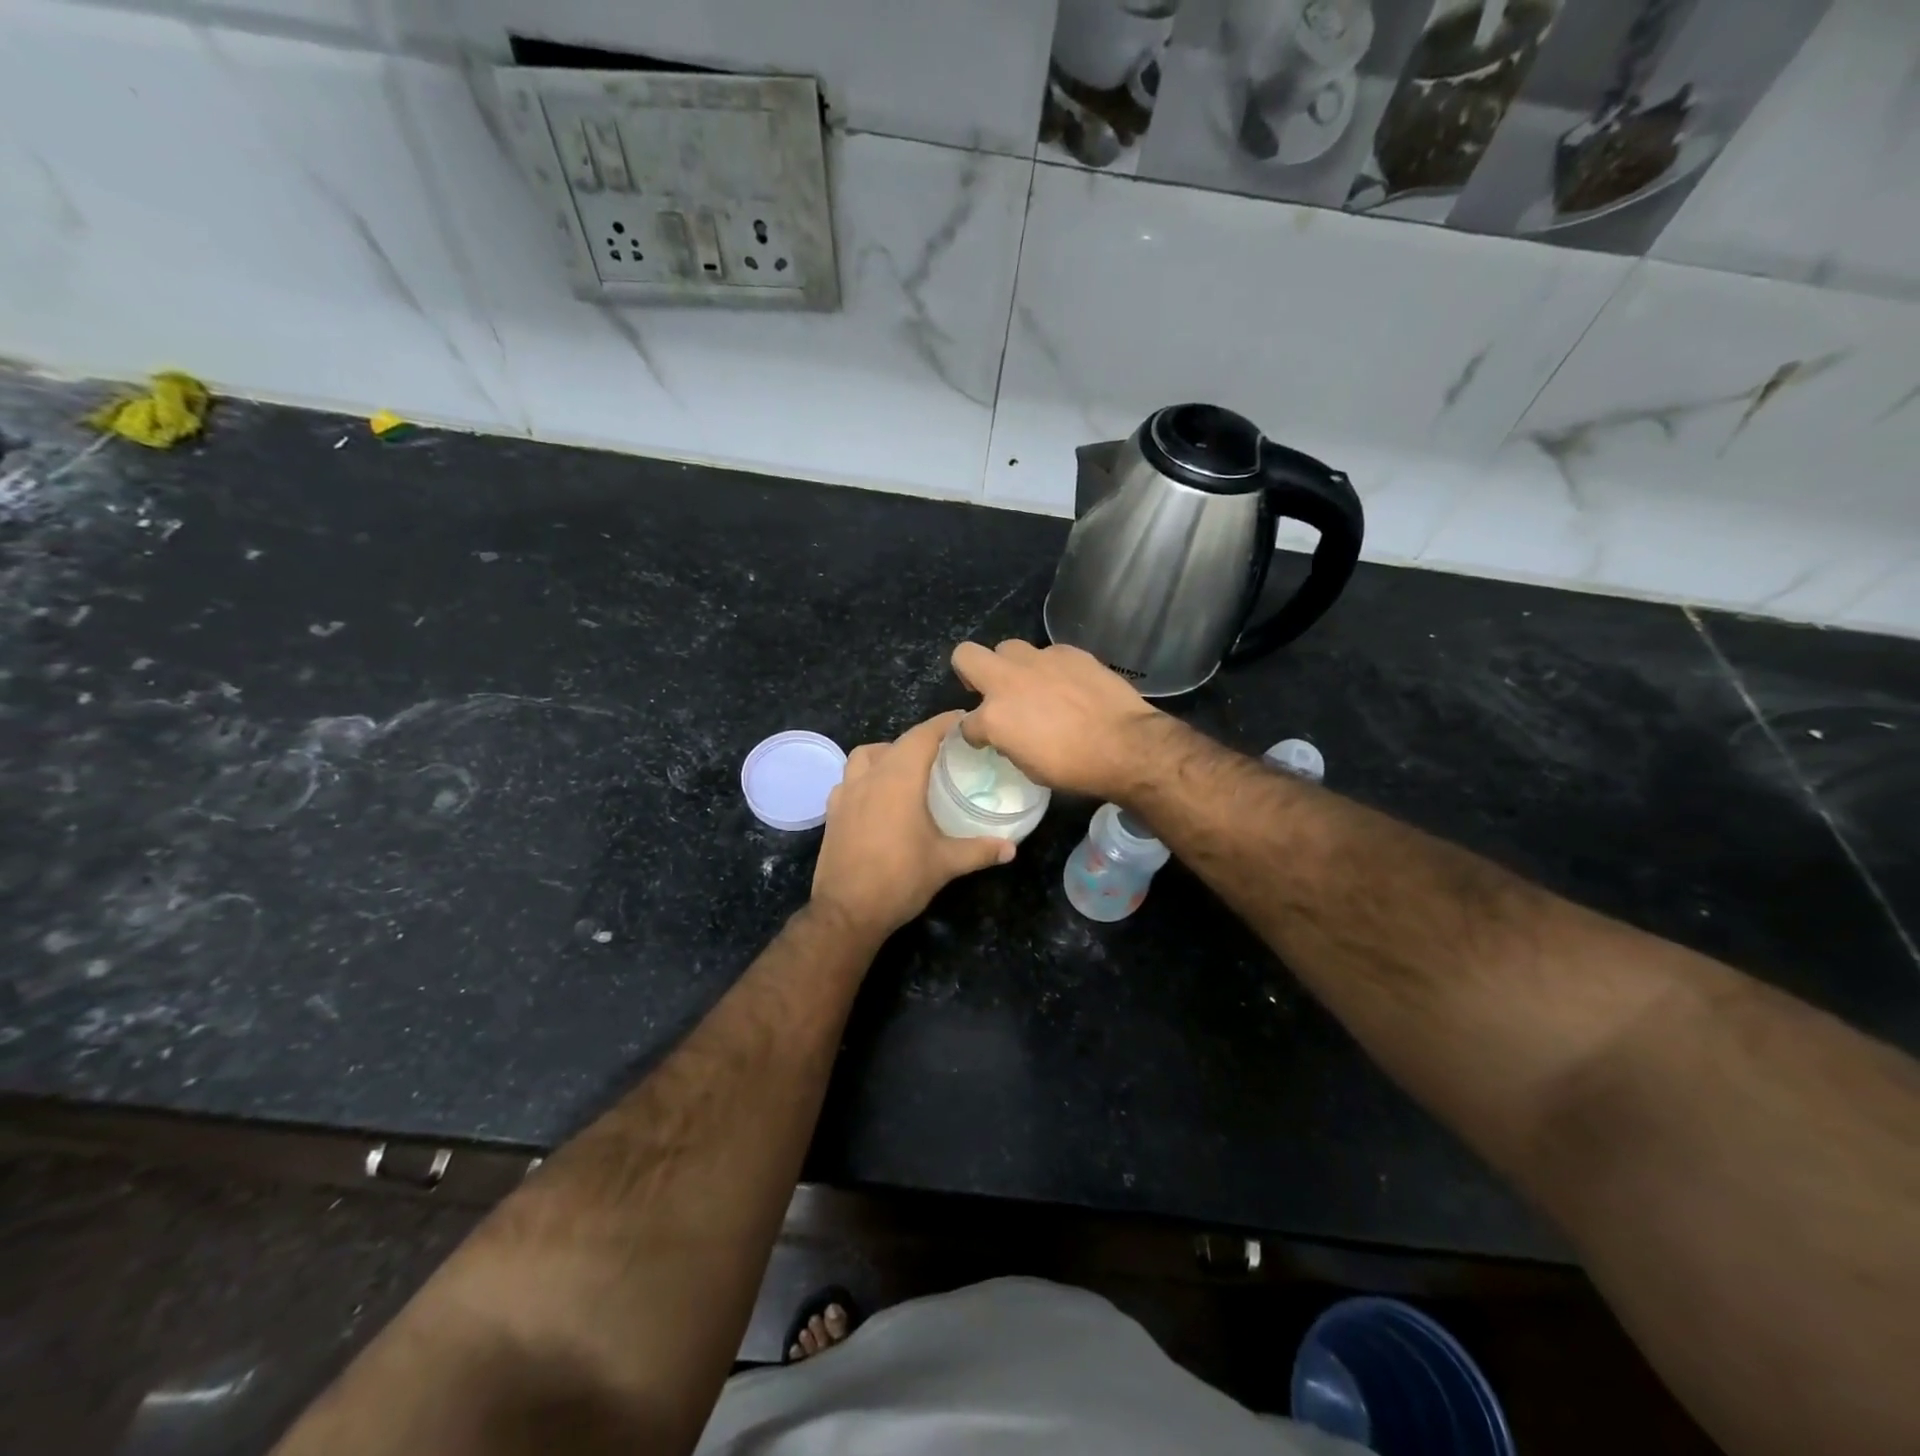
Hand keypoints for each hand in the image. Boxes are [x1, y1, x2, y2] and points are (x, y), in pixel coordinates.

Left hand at [810, 710, 1013, 940]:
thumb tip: (1011, 848)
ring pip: (865, 756)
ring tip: (907, 768)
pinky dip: (865, 777)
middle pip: (896, 743)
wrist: (846, 911)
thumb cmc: (900, 879)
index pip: (923, 736)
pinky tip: (878, 797)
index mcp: (899, 779)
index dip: (944, 723)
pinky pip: (849, 780)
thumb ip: (980, 850)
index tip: (963, 719)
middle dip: (921, 739)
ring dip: (887, 753)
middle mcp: (870, 777)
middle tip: (946, 749)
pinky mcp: (833, 812)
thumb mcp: (946, 863)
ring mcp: (846, 793)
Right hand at [950, 639, 1164, 800]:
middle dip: (970, 671)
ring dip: (1012, 666)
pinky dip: (1050, 669)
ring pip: (1009, 648)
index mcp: (994, 716)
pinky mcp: (1068, 652)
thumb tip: (1009, 734)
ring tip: (1032, 685)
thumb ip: (1009, 742)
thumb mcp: (1029, 767)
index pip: (966, 724)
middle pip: (966, 655)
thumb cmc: (1074, 767)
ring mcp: (1039, 661)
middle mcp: (1008, 680)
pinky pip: (1048, 654)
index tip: (985, 740)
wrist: (1125, 745)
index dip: (974, 734)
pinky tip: (1068, 685)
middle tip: (989, 691)